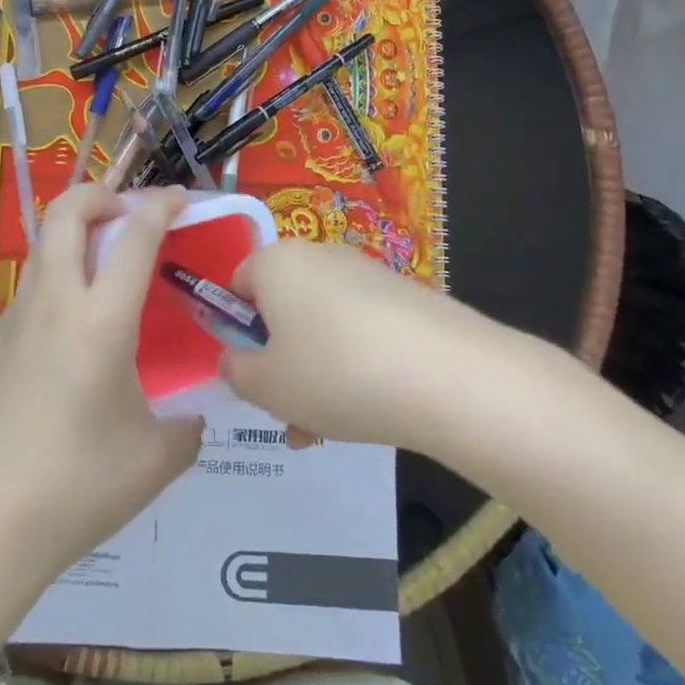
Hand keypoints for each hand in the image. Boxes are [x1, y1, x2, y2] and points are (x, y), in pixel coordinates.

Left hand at [0, 184, 204, 588]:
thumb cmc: (75, 489)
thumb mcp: (154, 461)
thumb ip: (186, 427)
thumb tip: (191, 416)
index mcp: (99, 321)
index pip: (133, 236)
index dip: (160, 205)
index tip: (180, 198)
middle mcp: (54, 303)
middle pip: (66, 211)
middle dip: (100, 193)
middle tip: (129, 213)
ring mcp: (16, 318)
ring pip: (45, 244)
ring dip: (76, 232)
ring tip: (107, 265)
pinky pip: (32, 285)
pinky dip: (60, 274)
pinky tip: (76, 326)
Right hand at [221, 239, 504, 454]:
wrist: (448, 375)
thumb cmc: (335, 373)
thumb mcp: (266, 386)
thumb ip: (236, 371)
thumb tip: (236, 359)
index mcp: (275, 262)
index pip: (237, 284)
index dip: (237, 330)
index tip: (252, 373)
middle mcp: (318, 255)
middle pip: (282, 307)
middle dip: (281, 361)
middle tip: (290, 412)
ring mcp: (365, 272)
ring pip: (321, 324)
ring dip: (316, 373)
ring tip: (329, 429)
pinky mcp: (404, 295)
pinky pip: (360, 328)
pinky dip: (355, 363)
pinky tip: (370, 408)